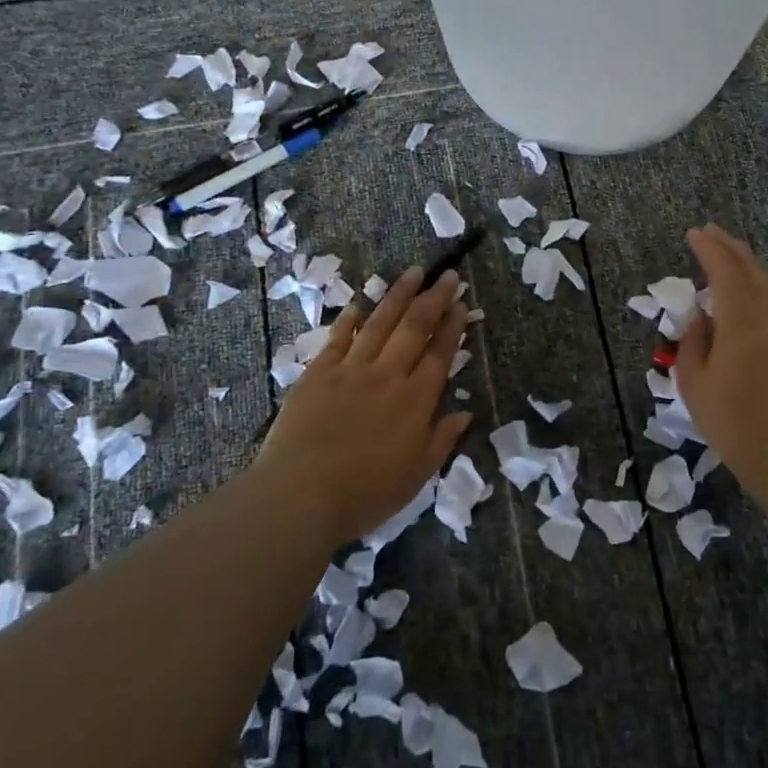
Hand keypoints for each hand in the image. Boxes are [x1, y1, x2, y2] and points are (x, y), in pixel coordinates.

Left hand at [258, 267, 470, 547]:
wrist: (300, 495)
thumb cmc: (365, 492)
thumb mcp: (417, 474)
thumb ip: (442, 439)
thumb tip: (466, 413)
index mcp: (416, 399)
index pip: (440, 353)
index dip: (453, 326)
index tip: (462, 302)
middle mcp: (387, 375)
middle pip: (414, 327)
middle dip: (434, 298)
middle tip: (447, 274)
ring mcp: (351, 370)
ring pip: (379, 323)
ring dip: (398, 296)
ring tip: (413, 272)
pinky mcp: (318, 374)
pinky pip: (338, 338)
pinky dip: (349, 319)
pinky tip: (359, 303)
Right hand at [675, 224, 767, 497]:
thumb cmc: (734, 422)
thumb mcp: (695, 384)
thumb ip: (693, 343)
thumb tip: (700, 318)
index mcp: (741, 322)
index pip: (725, 271)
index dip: (709, 249)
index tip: (693, 233)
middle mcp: (767, 318)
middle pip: (751, 270)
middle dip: (730, 246)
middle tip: (710, 232)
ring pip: (766, 284)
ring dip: (745, 264)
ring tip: (726, 255)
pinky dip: (754, 285)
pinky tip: (742, 293)